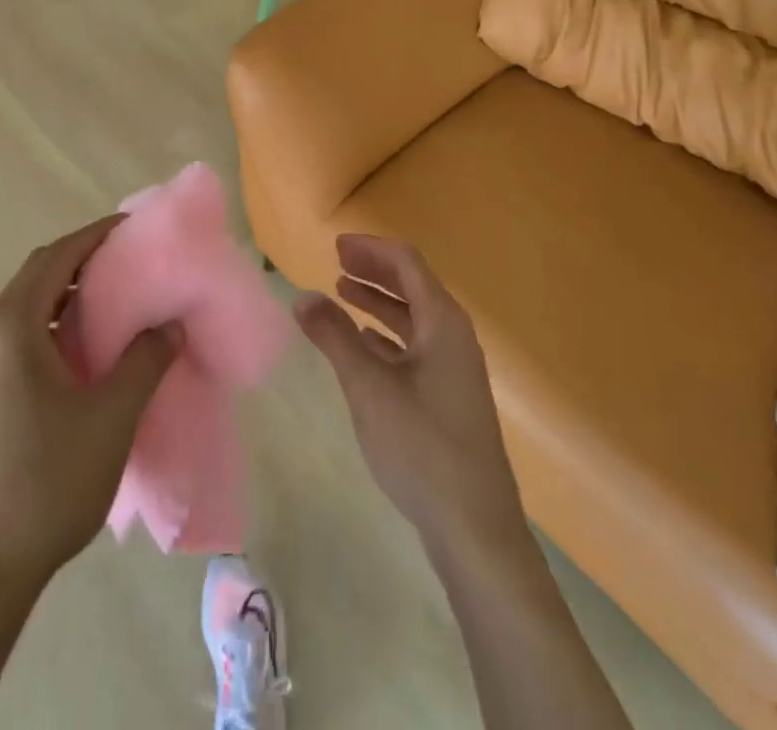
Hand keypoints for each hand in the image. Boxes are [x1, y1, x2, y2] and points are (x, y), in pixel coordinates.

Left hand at [0, 217, 178, 586]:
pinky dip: (55, 322)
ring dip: (69, 292)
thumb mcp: (112, 415)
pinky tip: (86, 347)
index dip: (95, 235)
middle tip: (130, 259)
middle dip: (83, 258)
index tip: (133, 226)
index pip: (57, 256)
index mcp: (12, 325)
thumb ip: (146, 359)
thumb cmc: (50, 479)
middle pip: (39, 274)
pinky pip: (21, 334)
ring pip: (29, 305)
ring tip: (116, 298)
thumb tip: (169, 323)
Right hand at [296, 235, 527, 553]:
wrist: (475, 530)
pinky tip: (364, 343)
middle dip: (374, 271)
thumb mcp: (368, 387)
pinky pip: (416, 347)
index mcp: (443, 322)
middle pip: (413, 286)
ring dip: (379, 302)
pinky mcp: (450, 398)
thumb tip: (301, 296)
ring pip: (414, 318)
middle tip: (335, 263)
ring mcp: (455, 369)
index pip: (407, 264)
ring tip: (341, 293)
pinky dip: (387, 336)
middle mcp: (454, 337)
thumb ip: (334, 337)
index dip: (371, 249)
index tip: (336, 245)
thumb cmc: (421, 447)